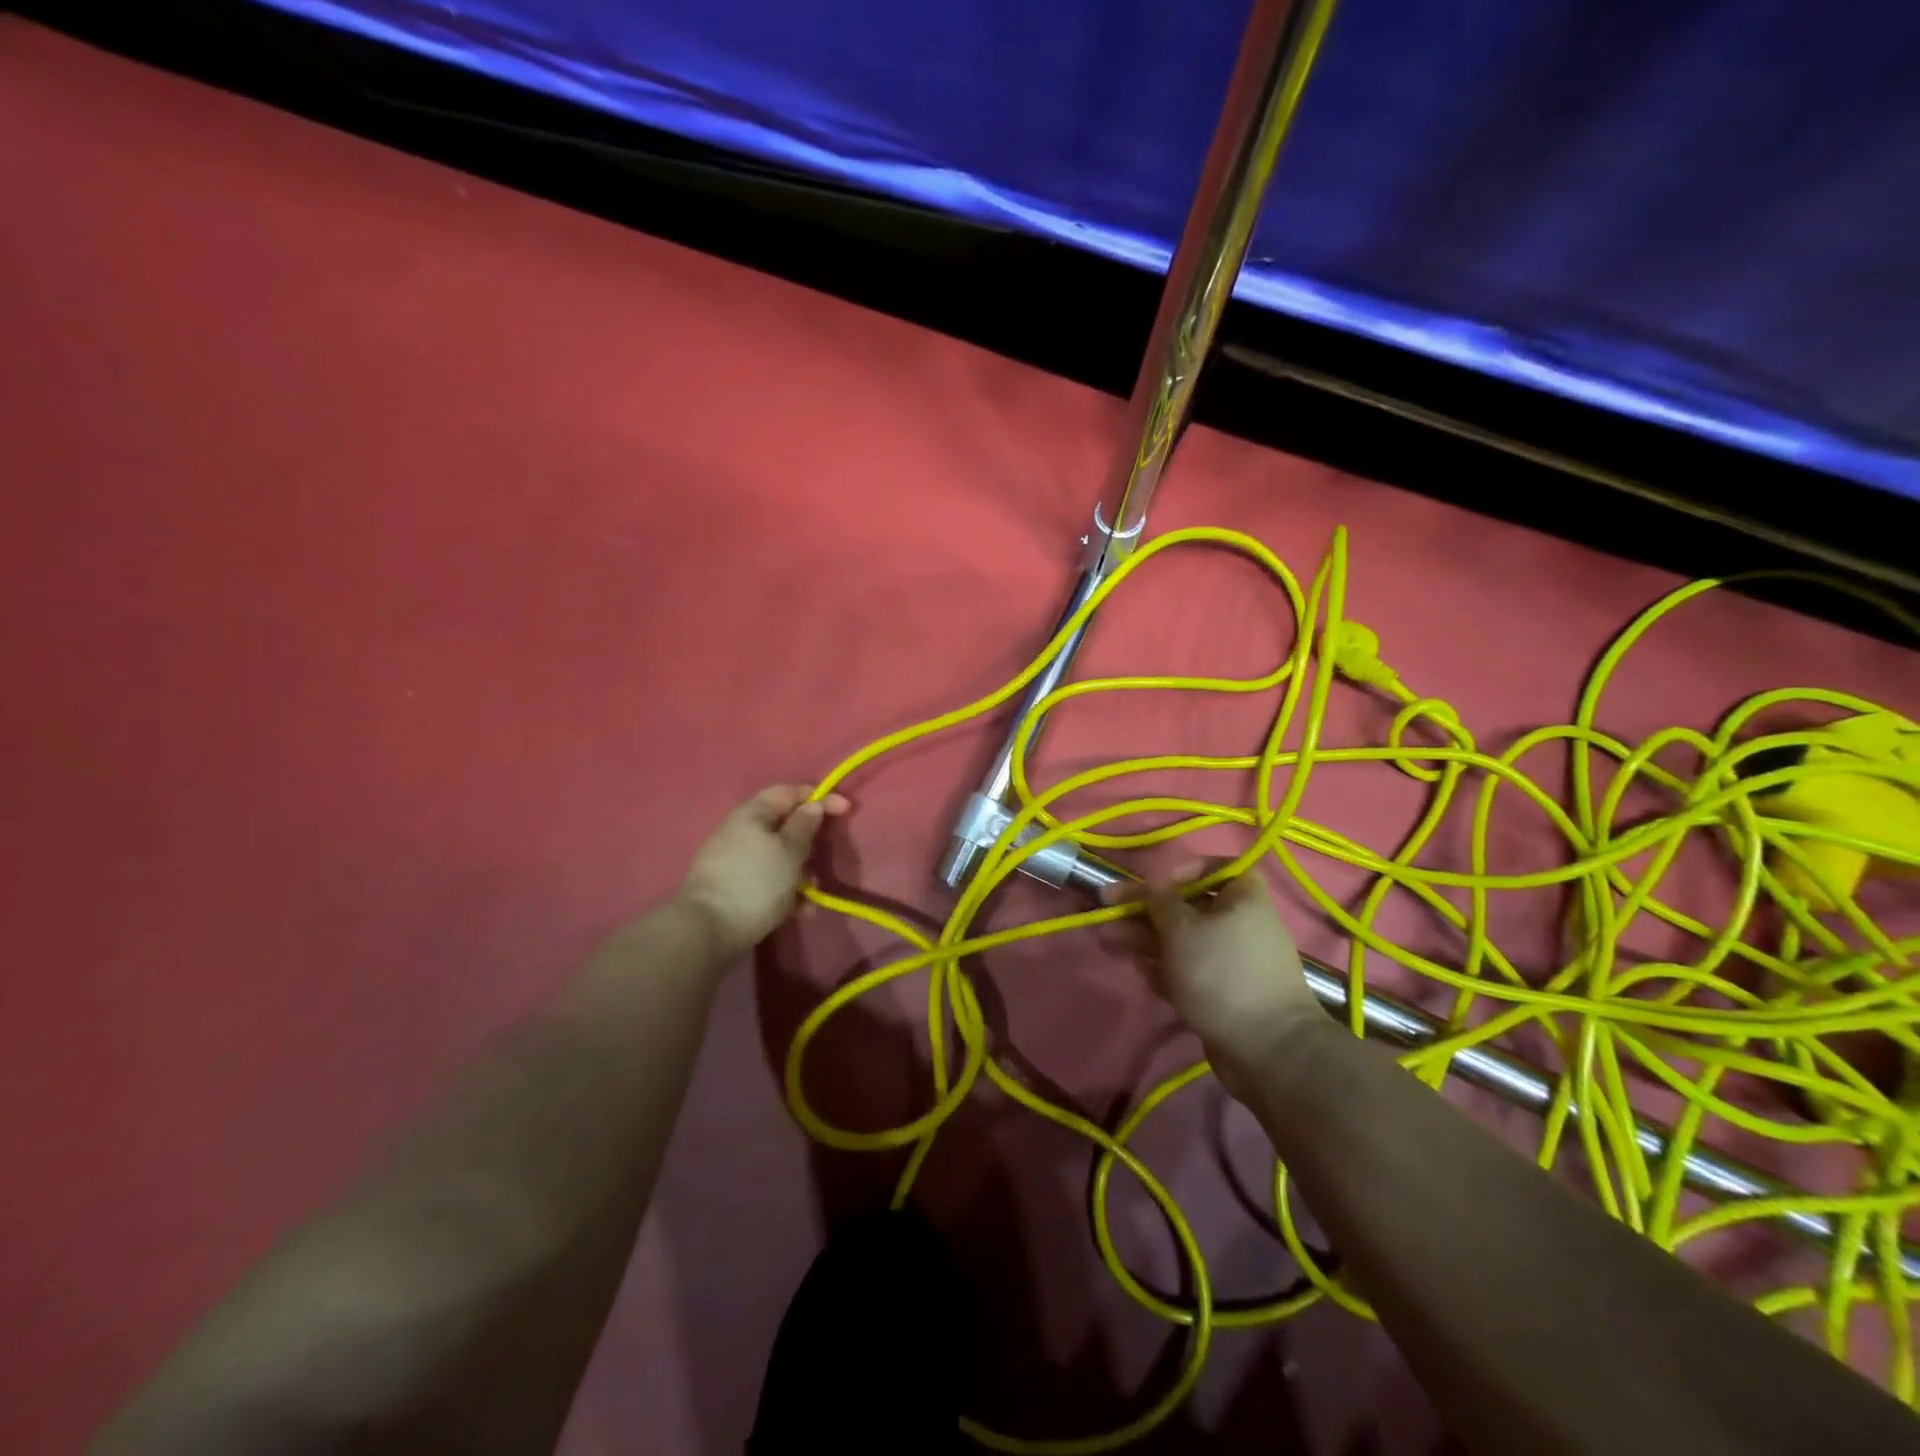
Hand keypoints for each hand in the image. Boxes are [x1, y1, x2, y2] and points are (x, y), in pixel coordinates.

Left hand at [676, 785, 848, 960]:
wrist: (707, 930)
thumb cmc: (755, 882)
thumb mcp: (789, 851)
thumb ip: (804, 826)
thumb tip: (813, 805)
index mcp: (752, 813)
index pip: (790, 793)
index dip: (819, 797)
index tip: (846, 809)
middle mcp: (741, 831)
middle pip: (784, 826)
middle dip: (809, 843)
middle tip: (823, 859)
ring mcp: (735, 860)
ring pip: (779, 857)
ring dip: (801, 872)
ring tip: (812, 895)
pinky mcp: (734, 887)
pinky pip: (768, 880)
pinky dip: (786, 891)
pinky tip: (799, 911)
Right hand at [1114, 861, 1324, 1098]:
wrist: (1267, 1048)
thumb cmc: (1221, 972)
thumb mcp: (1181, 927)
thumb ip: (1156, 901)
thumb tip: (1147, 886)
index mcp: (1243, 896)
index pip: (1215, 867)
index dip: (1183, 870)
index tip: (1157, 885)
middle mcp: (1241, 923)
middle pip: (1187, 907)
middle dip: (1146, 911)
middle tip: (1108, 913)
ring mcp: (1232, 960)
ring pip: (1183, 941)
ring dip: (1146, 939)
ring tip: (1110, 942)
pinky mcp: (1223, 992)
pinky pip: (1189, 970)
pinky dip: (1165, 969)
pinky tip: (1143, 974)